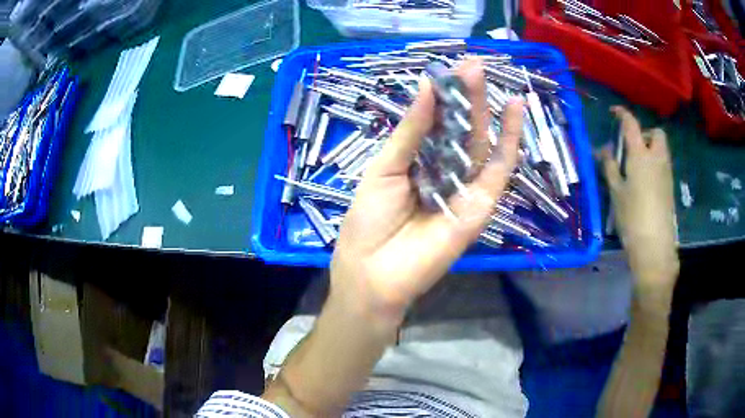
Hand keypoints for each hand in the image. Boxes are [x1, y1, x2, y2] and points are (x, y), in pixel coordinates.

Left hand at [329, 59, 523, 322]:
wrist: (374, 271)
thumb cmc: (369, 219)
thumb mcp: (385, 167)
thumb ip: (411, 129)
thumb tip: (429, 85)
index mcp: (417, 162)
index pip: (437, 122)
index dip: (446, 95)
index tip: (453, 67)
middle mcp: (443, 171)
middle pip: (461, 129)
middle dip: (468, 95)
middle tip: (474, 64)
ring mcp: (465, 189)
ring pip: (481, 143)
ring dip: (488, 110)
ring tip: (488, 76)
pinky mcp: (481, 206)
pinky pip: (499, 170)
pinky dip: (509, 141)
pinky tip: (514, 112)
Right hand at [601, 106, 679, 311]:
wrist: (654, 246)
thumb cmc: (632, 217)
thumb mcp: (616, 192)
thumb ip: (610, 167)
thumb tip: (604, 150)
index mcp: (641, 155)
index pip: (631, 124)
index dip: (622, 114)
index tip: (614, 112)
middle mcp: (657, 158)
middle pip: (656, 134)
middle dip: (645, 133)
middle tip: (632, 147)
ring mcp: (666, 173)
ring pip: (661, 150)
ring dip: (650, 149)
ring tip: (636, 167)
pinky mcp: (670, 187)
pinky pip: (663, 165)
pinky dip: (654, 164)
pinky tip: (644, 182)